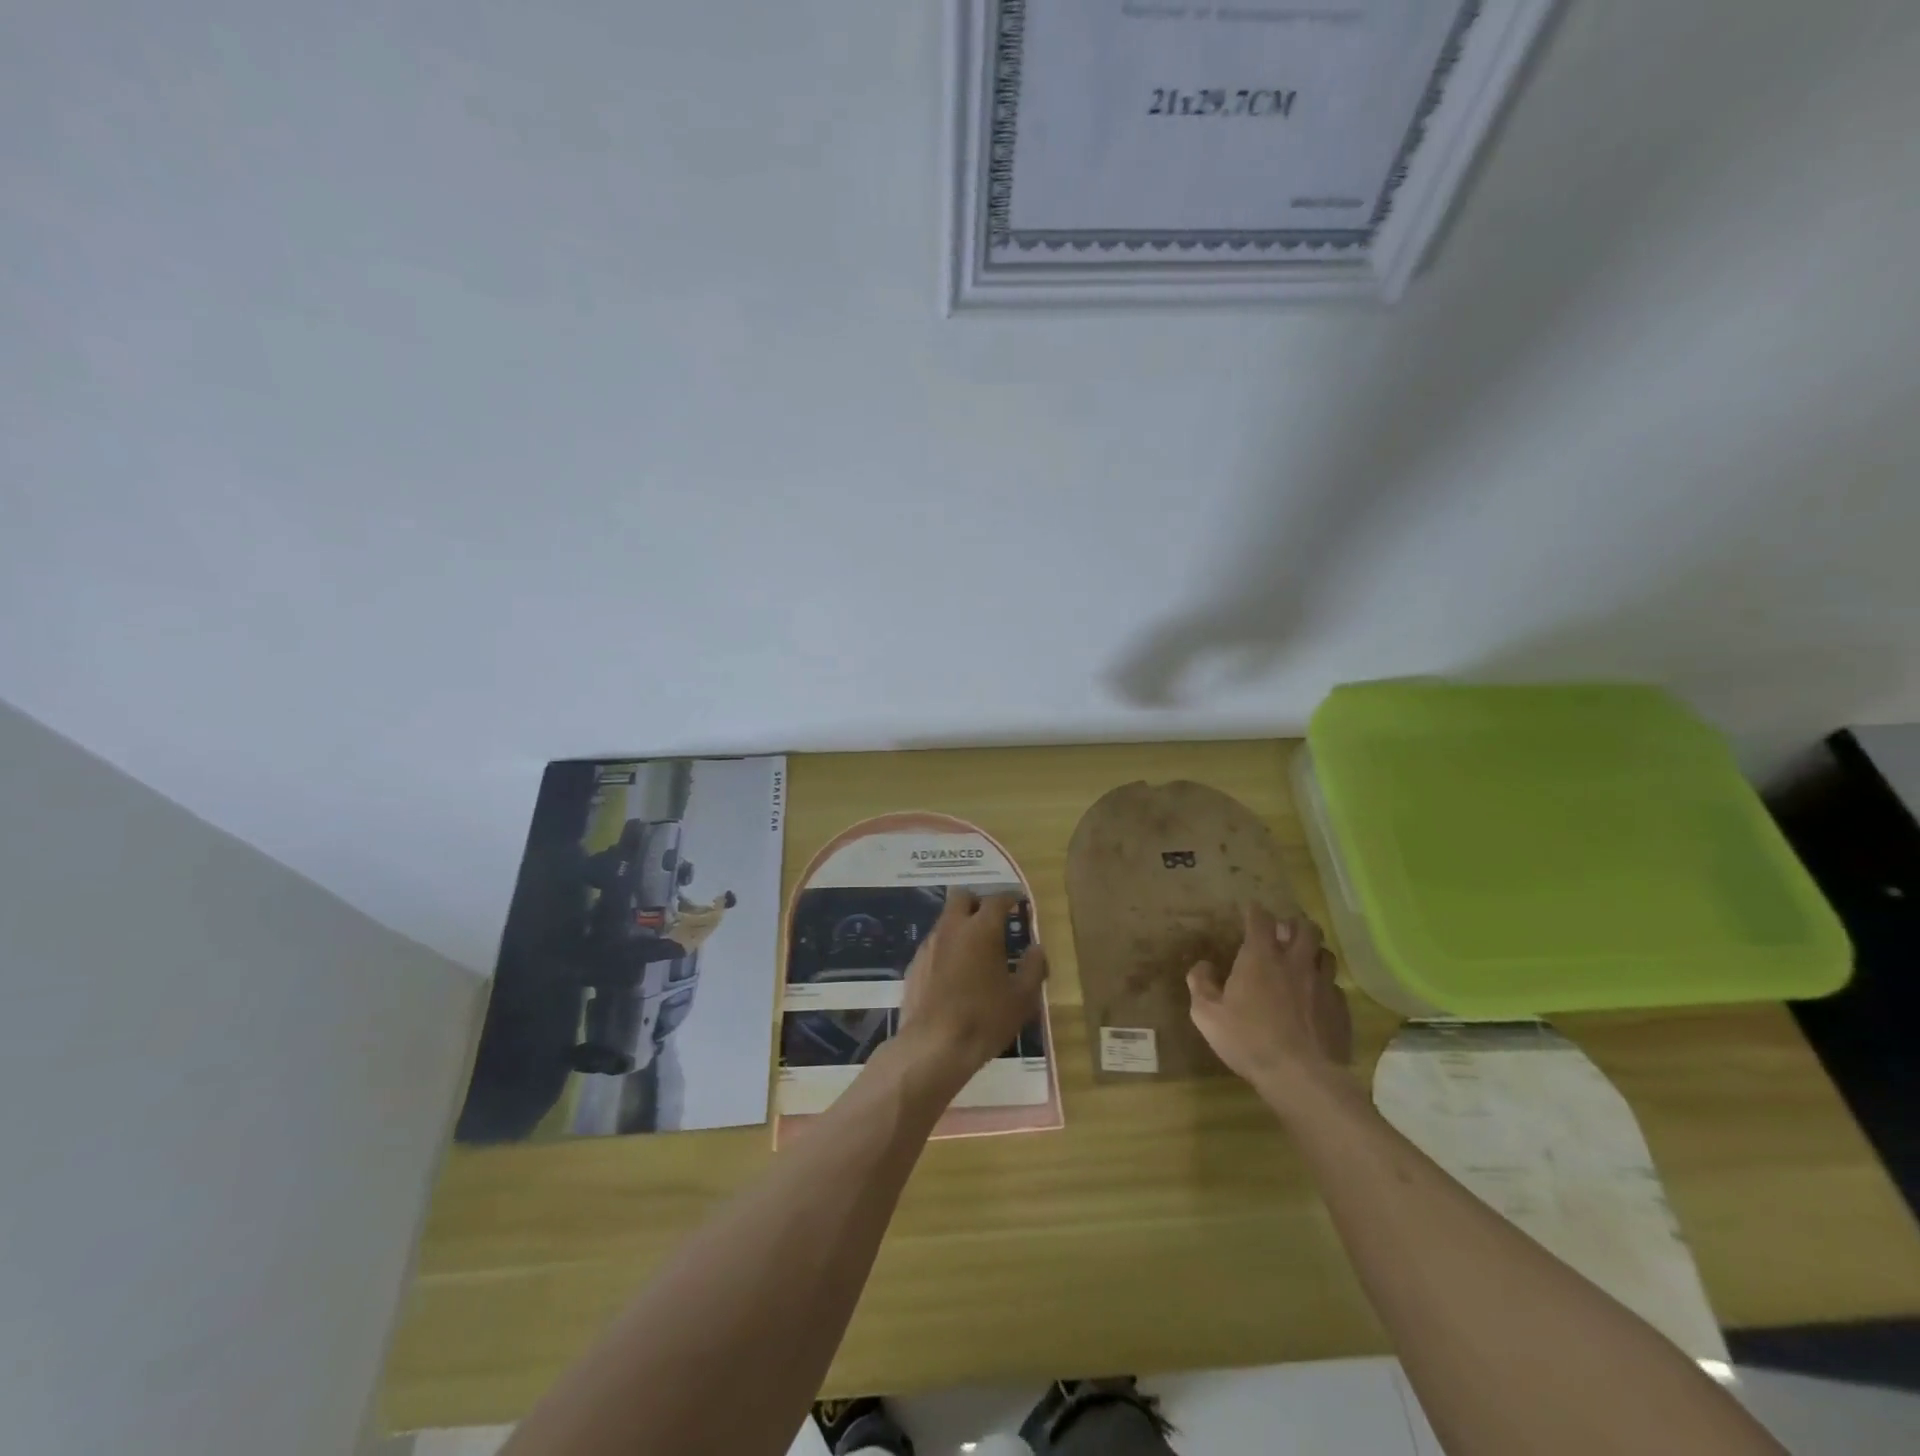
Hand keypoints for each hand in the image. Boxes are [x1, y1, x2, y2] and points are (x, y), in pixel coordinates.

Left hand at [896, 889, 1047, 1092]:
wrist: (933, 1047)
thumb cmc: (985, 1019)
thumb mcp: (1022, 998)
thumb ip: (1033, 968)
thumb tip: (1036, 949)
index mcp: (981, 929)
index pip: (996, 899)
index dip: (1009, 898)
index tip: (1017, 904)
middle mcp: (952, 928)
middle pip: (961, 896)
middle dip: (977, 902)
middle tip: (991, 921)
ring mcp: (929, 945)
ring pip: (945, 920)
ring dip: (960, 926)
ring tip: (974, 953)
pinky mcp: (913, 965)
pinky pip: (933, 945)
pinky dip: (946, 950)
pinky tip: (953, 975)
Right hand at [1187, 904, 1352, 1111]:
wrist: (1301, 1077)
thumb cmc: (1248, 1040)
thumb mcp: (1207, 1015)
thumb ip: (1201, 985)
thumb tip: (1202, 966)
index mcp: (1260, 958)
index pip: (1260, 919)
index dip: (1255, 911)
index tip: (1251, 909)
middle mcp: (1295, 963)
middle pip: (1306, 928)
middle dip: (1295, 923)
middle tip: (1285, 931)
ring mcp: (1322, 985)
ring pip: (1326, 954)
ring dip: (1314, 952)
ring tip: (1304, 960)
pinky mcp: (1340, 1009)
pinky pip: (1335, 986)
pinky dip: (1324, 984)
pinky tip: (1316, 998)